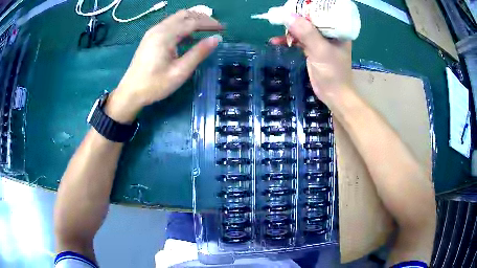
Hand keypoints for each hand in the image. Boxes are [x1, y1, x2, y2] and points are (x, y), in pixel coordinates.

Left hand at [106, 10, 222, 122]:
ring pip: (177, 18)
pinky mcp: (151, 37)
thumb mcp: (180, 71)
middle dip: (202, 18)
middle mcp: (159, 28)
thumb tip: (217, 38)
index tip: (223, 28)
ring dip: (192, 20)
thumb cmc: (155, 85)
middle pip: (184, 14)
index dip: (209, 23)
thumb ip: (199, 53)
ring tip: (206, 29)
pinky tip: (189, 36)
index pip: (192, 22)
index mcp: (165, 35)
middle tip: (215, 27)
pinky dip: (183, 25)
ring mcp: (153, 31)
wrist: (130, 92)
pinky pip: (170, 24)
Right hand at [270, 16, 351, 105]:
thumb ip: (306, 33)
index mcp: (337, 30)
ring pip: (303, 29)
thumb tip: (287, 15)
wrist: (333, 95)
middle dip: (295, 17)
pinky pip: (298, 40)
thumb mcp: (320, 51)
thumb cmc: (333, 73)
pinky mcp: (312, 49)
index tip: (292, 5)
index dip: (307, 7)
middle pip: (310, 19)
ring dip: (289, 29)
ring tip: (277, 28)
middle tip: (281, 15)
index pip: (322, 12)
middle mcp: (329, 33)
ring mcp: (320, 41)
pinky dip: (288, 40)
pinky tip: (276, 41)